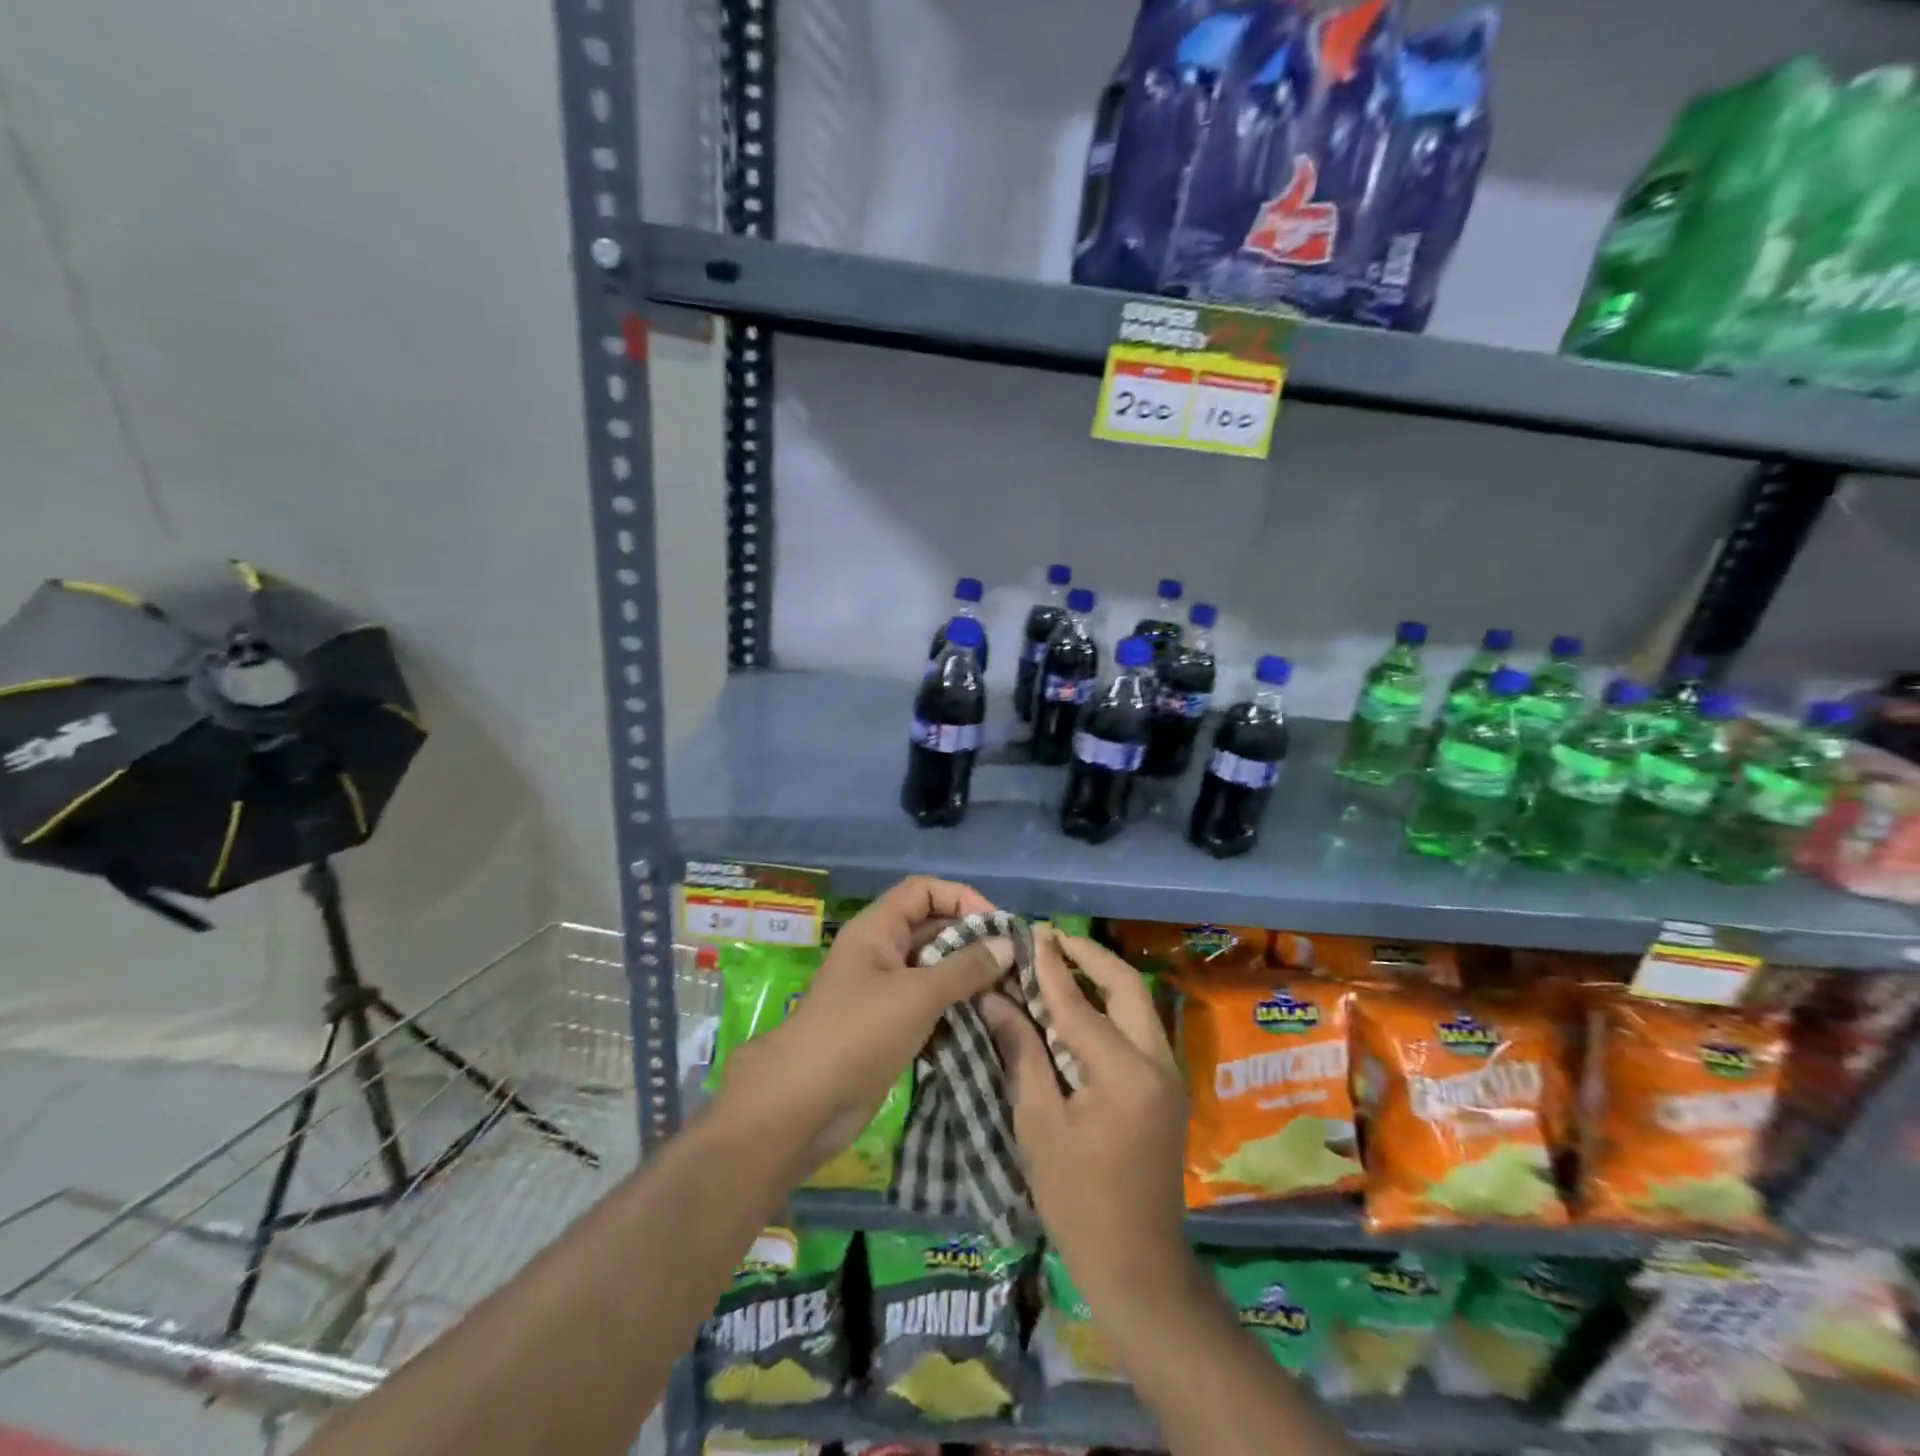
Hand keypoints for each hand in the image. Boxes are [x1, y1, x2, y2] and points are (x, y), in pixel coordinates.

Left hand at [714, 876, 1009, 1181]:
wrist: (804, 1104)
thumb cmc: (859, 1033)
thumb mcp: (918, 994)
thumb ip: (966, 968)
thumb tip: (1008, 945)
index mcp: (878, 929)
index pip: (924, 891)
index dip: (961, 898)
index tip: (997, 927)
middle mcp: (881, 951)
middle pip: (932, 928)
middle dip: (972, 941)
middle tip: (1013, 964)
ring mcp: (884, 989)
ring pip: (934, 968)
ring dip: (968, 978)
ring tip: (1008, 993)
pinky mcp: (889, 1025)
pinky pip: (929, 1003)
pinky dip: (955, 1007)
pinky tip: (985, 1021)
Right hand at [979, 930, 1189, 1307]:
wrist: (1138, 1266)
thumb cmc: (1077, 1200)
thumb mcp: (1038, 1124)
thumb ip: (1021, 1052)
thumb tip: (996, 999)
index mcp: (1124, 1072)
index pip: (1080, 1003)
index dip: (1050, 967)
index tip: (1029, 934)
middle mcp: (1156, 1061)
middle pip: (1127, 987)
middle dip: (1089, 957)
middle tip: (1051, 940)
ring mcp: (1167, 1074)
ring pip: (1137, 1004)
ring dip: (1102, 978)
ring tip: (1061, 962)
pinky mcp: (1165, 1087)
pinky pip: (1138, 1027)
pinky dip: (1110, 1006)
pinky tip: (1079, 1006)